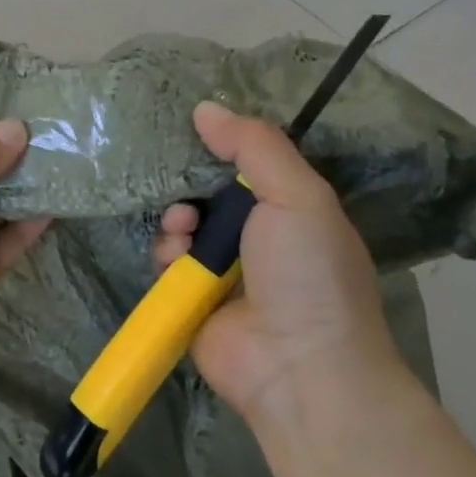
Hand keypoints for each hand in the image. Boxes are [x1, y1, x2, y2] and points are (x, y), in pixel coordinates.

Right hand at [153, 102, 399, 427]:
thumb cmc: (308, 273)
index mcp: (292, 210)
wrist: (299, 367)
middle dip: (192, 184)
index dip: (224, 148)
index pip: (251, 166)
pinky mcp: (192, 299)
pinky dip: (166, 255)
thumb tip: (204, 108)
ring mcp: (224, 272)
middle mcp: (258, 237)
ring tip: (183, 229)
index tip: (196, 130)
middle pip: (210, 192)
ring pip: (183, 225)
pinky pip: (167, 262)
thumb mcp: (297, 196)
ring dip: (177, 219)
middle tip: (186, 186)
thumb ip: (255, 146)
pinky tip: (176, 260)